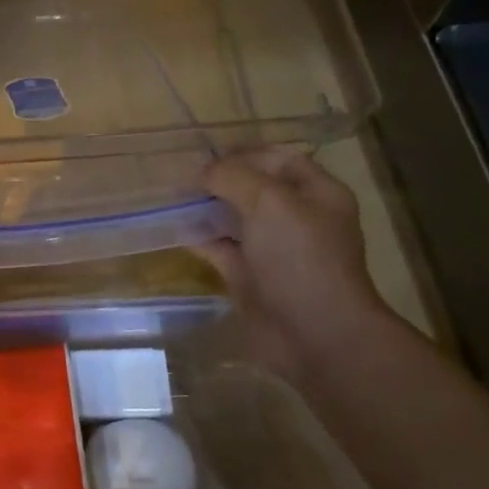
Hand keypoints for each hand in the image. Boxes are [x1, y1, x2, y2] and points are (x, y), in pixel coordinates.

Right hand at [199, 147, 390, 375]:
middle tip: (183, 178)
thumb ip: (232, 176)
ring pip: (234, 218)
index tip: (207, 158)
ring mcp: (273, 248)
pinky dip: (200, 239)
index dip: (244, 154)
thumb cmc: (299, 258)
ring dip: (206, 208)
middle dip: (219, 181)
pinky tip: (177, 230)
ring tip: (172, 200)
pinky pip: (221, 248)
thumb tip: (202, 172)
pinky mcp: (252, 276)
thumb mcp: (269, 202)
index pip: (278, 158)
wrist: (315, 334)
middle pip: (253, 187)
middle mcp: (297, 217)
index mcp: (316, 193)